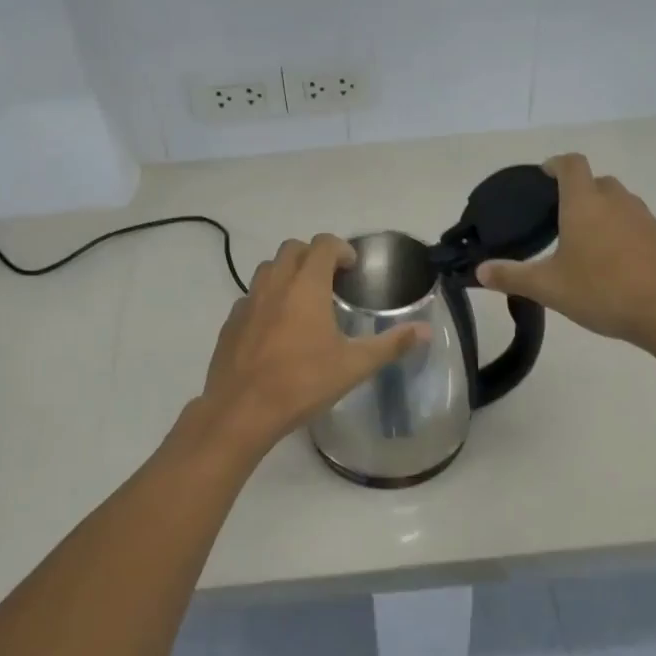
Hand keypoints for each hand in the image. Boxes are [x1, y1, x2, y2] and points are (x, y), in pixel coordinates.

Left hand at [195, 235, 428, 454]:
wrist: (241, 410)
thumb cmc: (302, 383)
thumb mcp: (354, 366)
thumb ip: (391, 344)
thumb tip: (425, 330)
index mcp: (307, 286)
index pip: (323, 244)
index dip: (341, 249)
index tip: (352, 268)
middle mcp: (275, 284)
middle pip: (293, 249)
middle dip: (313, 255)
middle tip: (331, 280)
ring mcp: (248, 301)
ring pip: (268, 269)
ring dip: (288, 272)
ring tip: (304, 300)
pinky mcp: (230, 322)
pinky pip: (251, 296)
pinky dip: (267, 299)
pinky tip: (276, 328)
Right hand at [478, 154, 655, 351]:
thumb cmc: (603, 292)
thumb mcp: (549, 288)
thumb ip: (512, 276)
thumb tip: (479, 271)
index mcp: (585, 204)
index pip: (571, 164)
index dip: (555, 164)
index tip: (543, 176)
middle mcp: (617, 201)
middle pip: (596, 182)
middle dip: (578, 192)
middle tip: (559, 218)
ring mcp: (646, 218)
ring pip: (620, 203)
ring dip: (603, 213)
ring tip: (586, 243)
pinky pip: (638, 225)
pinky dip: (623, 234)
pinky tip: (615, 264)